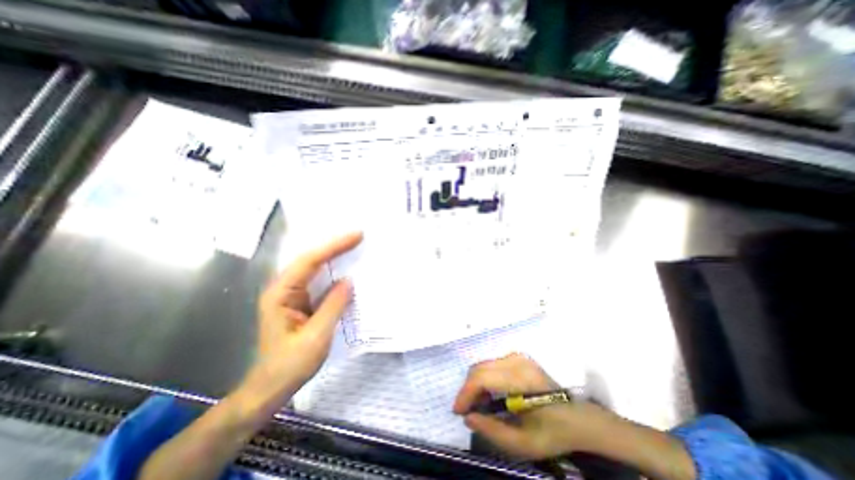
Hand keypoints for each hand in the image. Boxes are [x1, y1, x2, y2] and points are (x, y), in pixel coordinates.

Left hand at [241, 233, 361, 403]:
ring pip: (314, 267)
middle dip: (335, 246)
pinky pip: (318, 279)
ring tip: (355, 246)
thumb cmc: (290, 365)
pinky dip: (333, 270)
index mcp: (281, 293)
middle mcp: (283, 288)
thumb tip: (349, 280)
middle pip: (310, 259)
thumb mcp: (316, 336)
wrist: (270, 387)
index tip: (356, 236)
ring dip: (334, 255)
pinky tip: (346, 267)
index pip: (309, 261)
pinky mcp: (300, 301)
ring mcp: (291, 294)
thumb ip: (333, 305)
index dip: (334, 246)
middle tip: (358, 237)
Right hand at [454, 354, 615, 459]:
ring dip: (475, 384)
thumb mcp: (523, 444)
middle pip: (480, 368)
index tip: (458, 411)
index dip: (466, 393)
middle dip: (468, 389)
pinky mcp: (517, 357)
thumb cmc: (552, 433)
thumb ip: (492, 431)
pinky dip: (484, 379)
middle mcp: (516, 361)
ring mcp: (517, 357)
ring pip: (484, 365)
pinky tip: (488, 395)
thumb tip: (468, 417)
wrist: (578, 419)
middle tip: (466, 410)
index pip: (482, 378)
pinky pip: (492, 365)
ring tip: (477, 405)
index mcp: (520, 379)